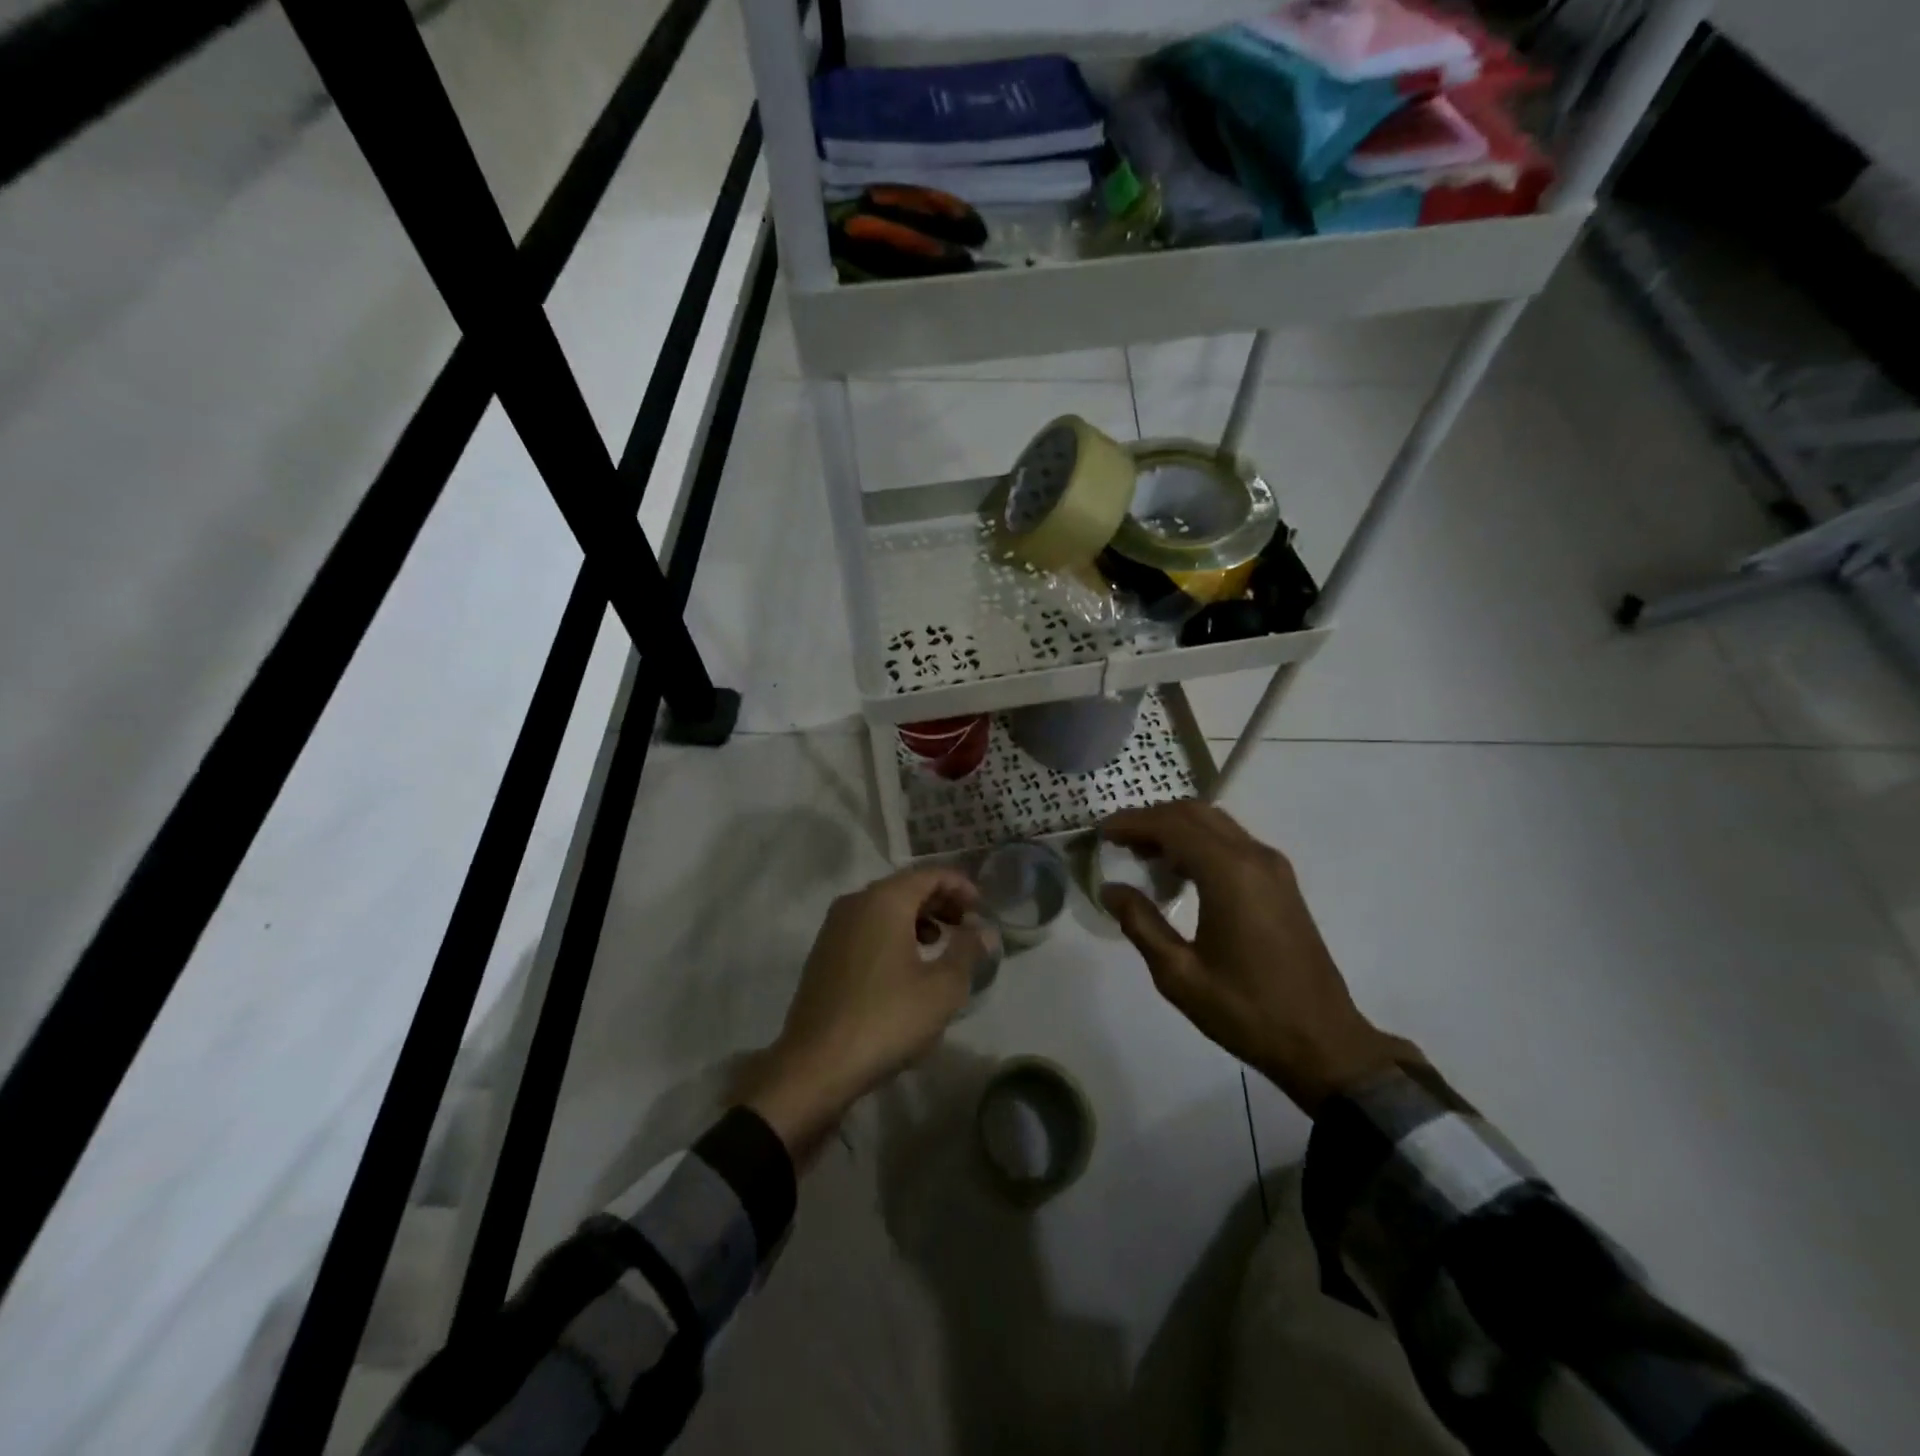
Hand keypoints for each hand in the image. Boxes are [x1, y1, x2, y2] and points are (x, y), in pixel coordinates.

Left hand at [739, 868, 985, 1164]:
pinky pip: (866, 928)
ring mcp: (834, 928)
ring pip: (884, 908)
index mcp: (884, 900)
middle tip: (966, 925)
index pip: (929, 874)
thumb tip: (983, 930)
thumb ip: (967, 951)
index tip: (982, 909)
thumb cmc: (887, 1019)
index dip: (961, 886)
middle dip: (940, 901)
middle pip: (905, 887)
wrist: (816, 1065)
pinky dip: (893, 933)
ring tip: (940, 944)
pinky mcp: (823, 953)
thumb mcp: (942, 988)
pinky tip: (907, 965)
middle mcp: (855, 903)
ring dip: (917, 918)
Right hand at [1100, 801, 1417, 1115]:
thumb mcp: (1179, 974)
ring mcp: (1273, 868)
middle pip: (1195, 814)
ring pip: (1215, 824)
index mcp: (1229, 874)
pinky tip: (1178, 872)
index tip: (1101, 832)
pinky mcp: (1281, 883)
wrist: (1322, 1042)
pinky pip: (1232, 842)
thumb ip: (1141, 923)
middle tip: (1117, 841)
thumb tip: (1111, 889)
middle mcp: (1254, 857)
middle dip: (1152, 819)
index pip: (1172, 826)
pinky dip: (1199, 842)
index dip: (1133, 823)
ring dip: (1176, 828)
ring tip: (1141, 854)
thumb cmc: (1246, 1011)